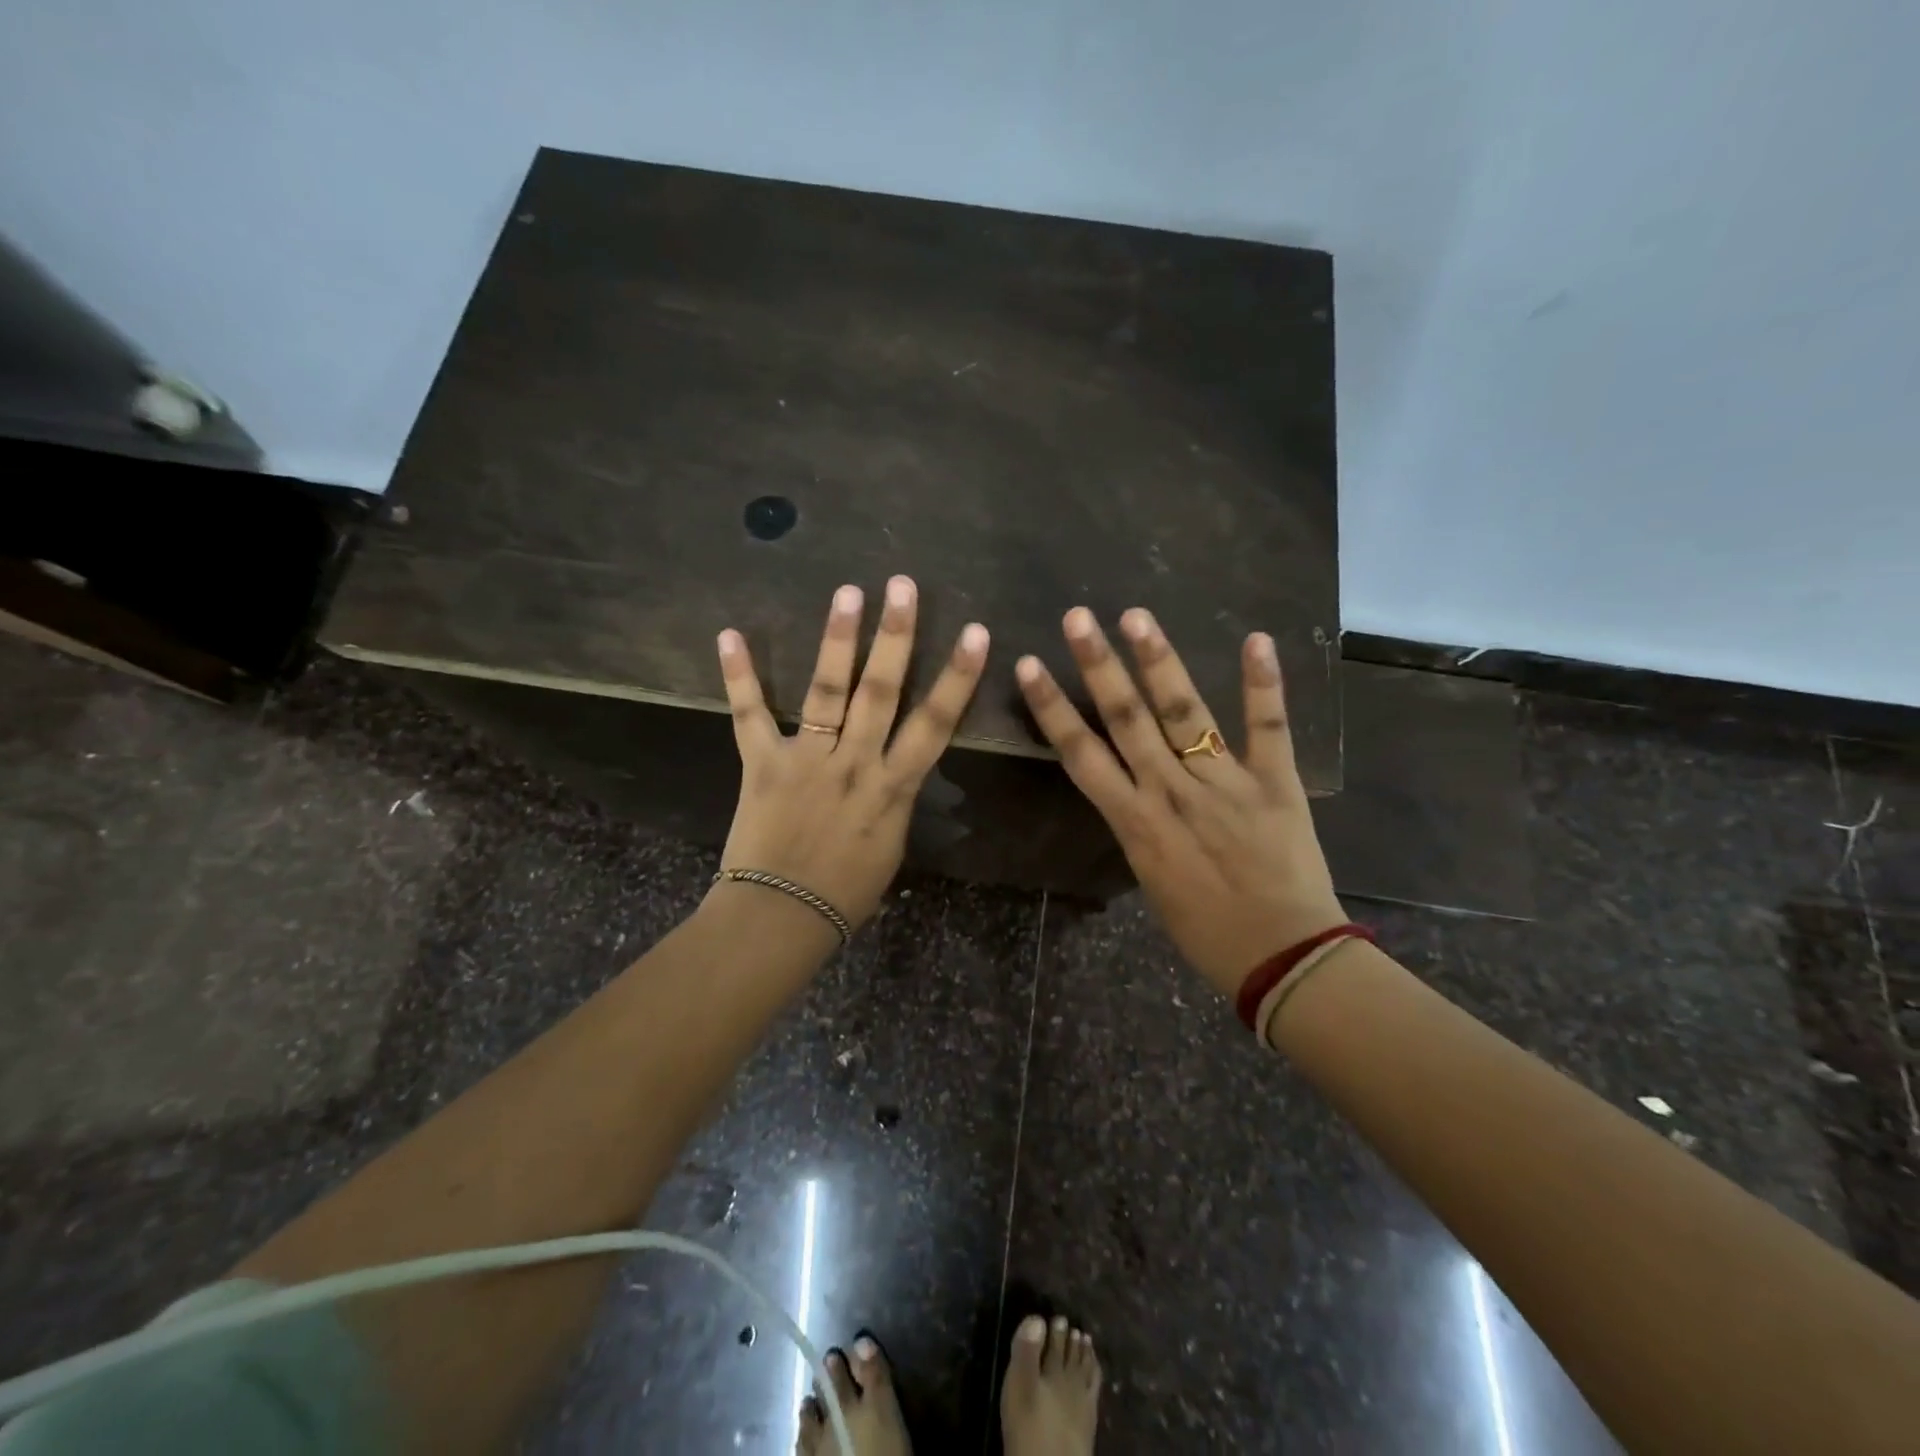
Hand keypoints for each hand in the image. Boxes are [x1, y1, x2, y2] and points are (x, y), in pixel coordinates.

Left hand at [713, 576, 988, 930]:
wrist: (781, 917)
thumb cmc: (846, 892)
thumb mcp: (890, 845)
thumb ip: (895, 798)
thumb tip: (895, 771)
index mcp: (893, 788)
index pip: (935, 725)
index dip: (957, 678)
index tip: (975, 634)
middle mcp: (854, 763)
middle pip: (879, 692)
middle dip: (895, 637)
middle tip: (901, 586)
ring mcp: (807, 759)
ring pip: (826, 691)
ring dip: (838, 640)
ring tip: (848, 592)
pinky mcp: (763, 763)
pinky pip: (750, 715)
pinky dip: (740, 676)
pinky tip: (730, 635)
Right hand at [1015, 607, 1345, 998]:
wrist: (1284, 958)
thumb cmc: (1208, 933)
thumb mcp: (1153, 883)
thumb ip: (1141, 831)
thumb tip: (1137, 797)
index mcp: (1135, 822)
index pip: (1081, 754)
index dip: (1052, 708)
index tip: (1030, 666)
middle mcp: (1171, 792)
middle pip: (1126, 719)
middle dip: (1098, 666)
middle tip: (1078, 617)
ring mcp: (1224, 783)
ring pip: (1183, 713)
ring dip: (1159, 661)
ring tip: (1137, 616)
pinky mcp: (1275, 783)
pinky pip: (1268, 729)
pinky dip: (1263, 685)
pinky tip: (1257, 639)